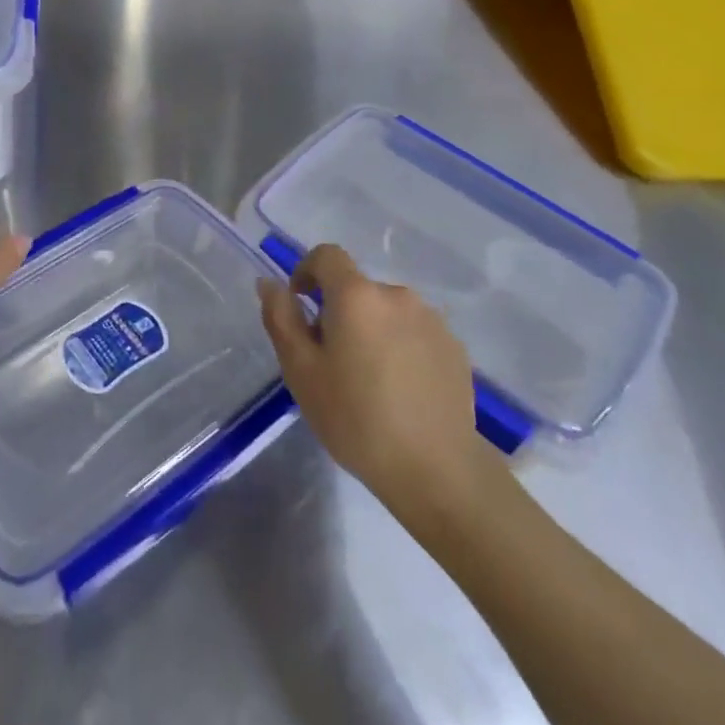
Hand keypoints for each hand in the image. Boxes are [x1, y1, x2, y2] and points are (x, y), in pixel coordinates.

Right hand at [258, 245, 495, 513]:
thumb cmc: (355, 418)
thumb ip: (281, 318)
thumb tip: (269, 283)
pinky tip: (398, 391)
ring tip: (367, 380)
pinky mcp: (455, 348)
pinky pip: (414, 334)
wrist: (435, 469)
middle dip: (338, 312)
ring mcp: (432, 321)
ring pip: (386, 313)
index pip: (327, 255)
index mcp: (357, 296)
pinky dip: (399, 348)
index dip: (306, 271)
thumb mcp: (300, 371)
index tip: (300, 305)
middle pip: (357, 289)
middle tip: (329, 360)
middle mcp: (397, 295)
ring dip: (370, 330)